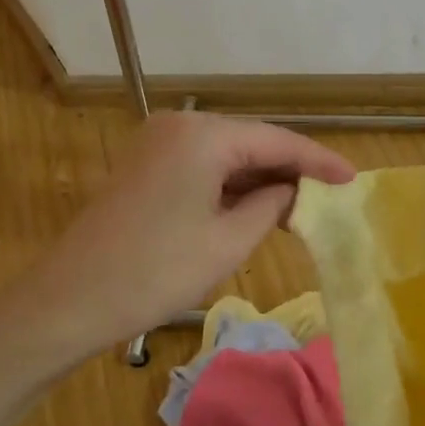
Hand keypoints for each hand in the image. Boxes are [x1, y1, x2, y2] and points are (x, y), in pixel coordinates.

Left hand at [25, 111, 355, 351]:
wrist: (71, 300)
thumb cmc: (157, 271)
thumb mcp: (229, 241)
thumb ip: (271, 205)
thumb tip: (291, 190)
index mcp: (203, 135)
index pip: (277, 140)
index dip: (318, 161)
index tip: (353, 179)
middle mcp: (179, 125)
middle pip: (252, 141)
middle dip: (290, 169)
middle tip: (330, 195)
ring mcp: (157, 142)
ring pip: (227, 154)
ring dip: (262, 179)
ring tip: (301, 205)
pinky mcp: (145, 165)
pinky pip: (203, 166)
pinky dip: (232, 185)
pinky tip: (256, 206)